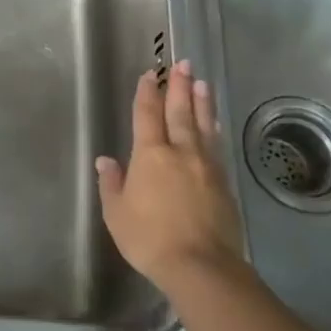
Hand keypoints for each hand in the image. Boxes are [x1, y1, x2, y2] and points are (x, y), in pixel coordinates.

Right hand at [95, 60, 246, 294]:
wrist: (201, 266)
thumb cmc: (149, 238)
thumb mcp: (117, 213)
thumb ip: (112, 184)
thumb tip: (106, 161)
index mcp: (150, 155)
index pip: (147, 116)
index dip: (147, 94)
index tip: (150, 75)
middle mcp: (181, 152)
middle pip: (180, 112)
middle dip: (180, 87)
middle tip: (184, 64)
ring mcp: (206, 167)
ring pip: (203, 126)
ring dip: (201, 103)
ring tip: (203, 84)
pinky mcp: (223, 184)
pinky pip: (216, 146)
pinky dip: (213, 129)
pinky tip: (214, 125)